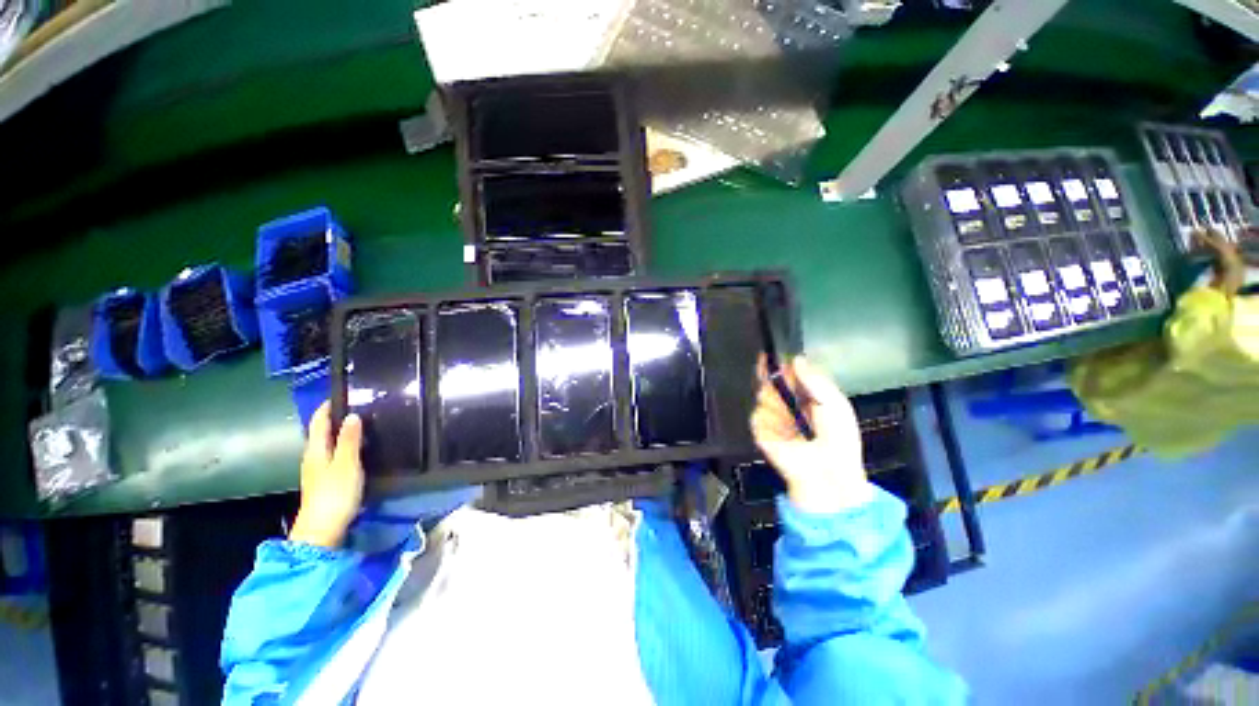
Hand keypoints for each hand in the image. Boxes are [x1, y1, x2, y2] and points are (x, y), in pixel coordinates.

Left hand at [290, 402, 363, 548]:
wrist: (322, 530)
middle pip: (321, 433)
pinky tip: (357, 450)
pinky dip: (343, 447)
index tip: (341, 394)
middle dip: (335, 419)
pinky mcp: (325, 482)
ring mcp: (317, 472)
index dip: (326, 408)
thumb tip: (352, 415)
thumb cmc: (334, 494)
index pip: (318, 422)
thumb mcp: (346, 464)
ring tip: (362, 426)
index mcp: (316, 451)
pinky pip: (333, 456)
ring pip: (327, 445)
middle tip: (359, 408)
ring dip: (340, 434)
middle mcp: (313, 458)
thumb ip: (349, 440)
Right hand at [750, 356, 871, 513]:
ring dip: (778, 404)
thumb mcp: (835, 404)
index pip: (786, 372)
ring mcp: (770, 415)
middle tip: (783, 386)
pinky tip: (784, 432)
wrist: (827, 471)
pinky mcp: (759, 430)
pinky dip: (771, 422)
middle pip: (769, 379)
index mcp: (804, 395)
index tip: (771, 356)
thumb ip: (815, 380)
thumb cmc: (838, 437)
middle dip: (774, 379)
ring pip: (762, 395)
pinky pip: (758, 415)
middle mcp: (784, 402)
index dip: (778, 363)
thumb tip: (796, 359)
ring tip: (794, 421)